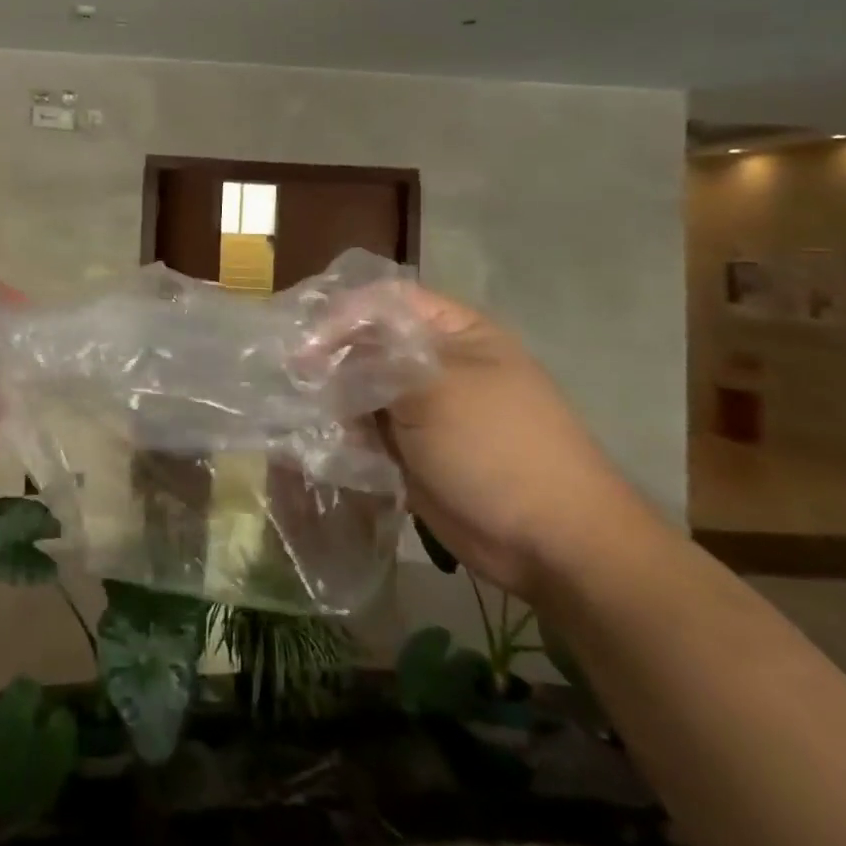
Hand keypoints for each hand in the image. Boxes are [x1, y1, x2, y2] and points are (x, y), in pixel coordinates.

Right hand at [321, 283, 640, 599]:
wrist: (550, 543)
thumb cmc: (498, 448)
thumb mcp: (435, 390)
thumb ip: (373, 362)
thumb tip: (316, 351)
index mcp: (455, 333)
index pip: (385, 302)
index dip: (343, 313)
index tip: (306, 342)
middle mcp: (435, 363)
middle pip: (367, 344)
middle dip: (331, 359)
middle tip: (295, 378)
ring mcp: (422, 409)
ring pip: (360, 388)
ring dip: (334, 400)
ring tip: (307, 414)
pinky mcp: (409, 449)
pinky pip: (364, 429)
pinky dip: (343, 433)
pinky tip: (324, 440)